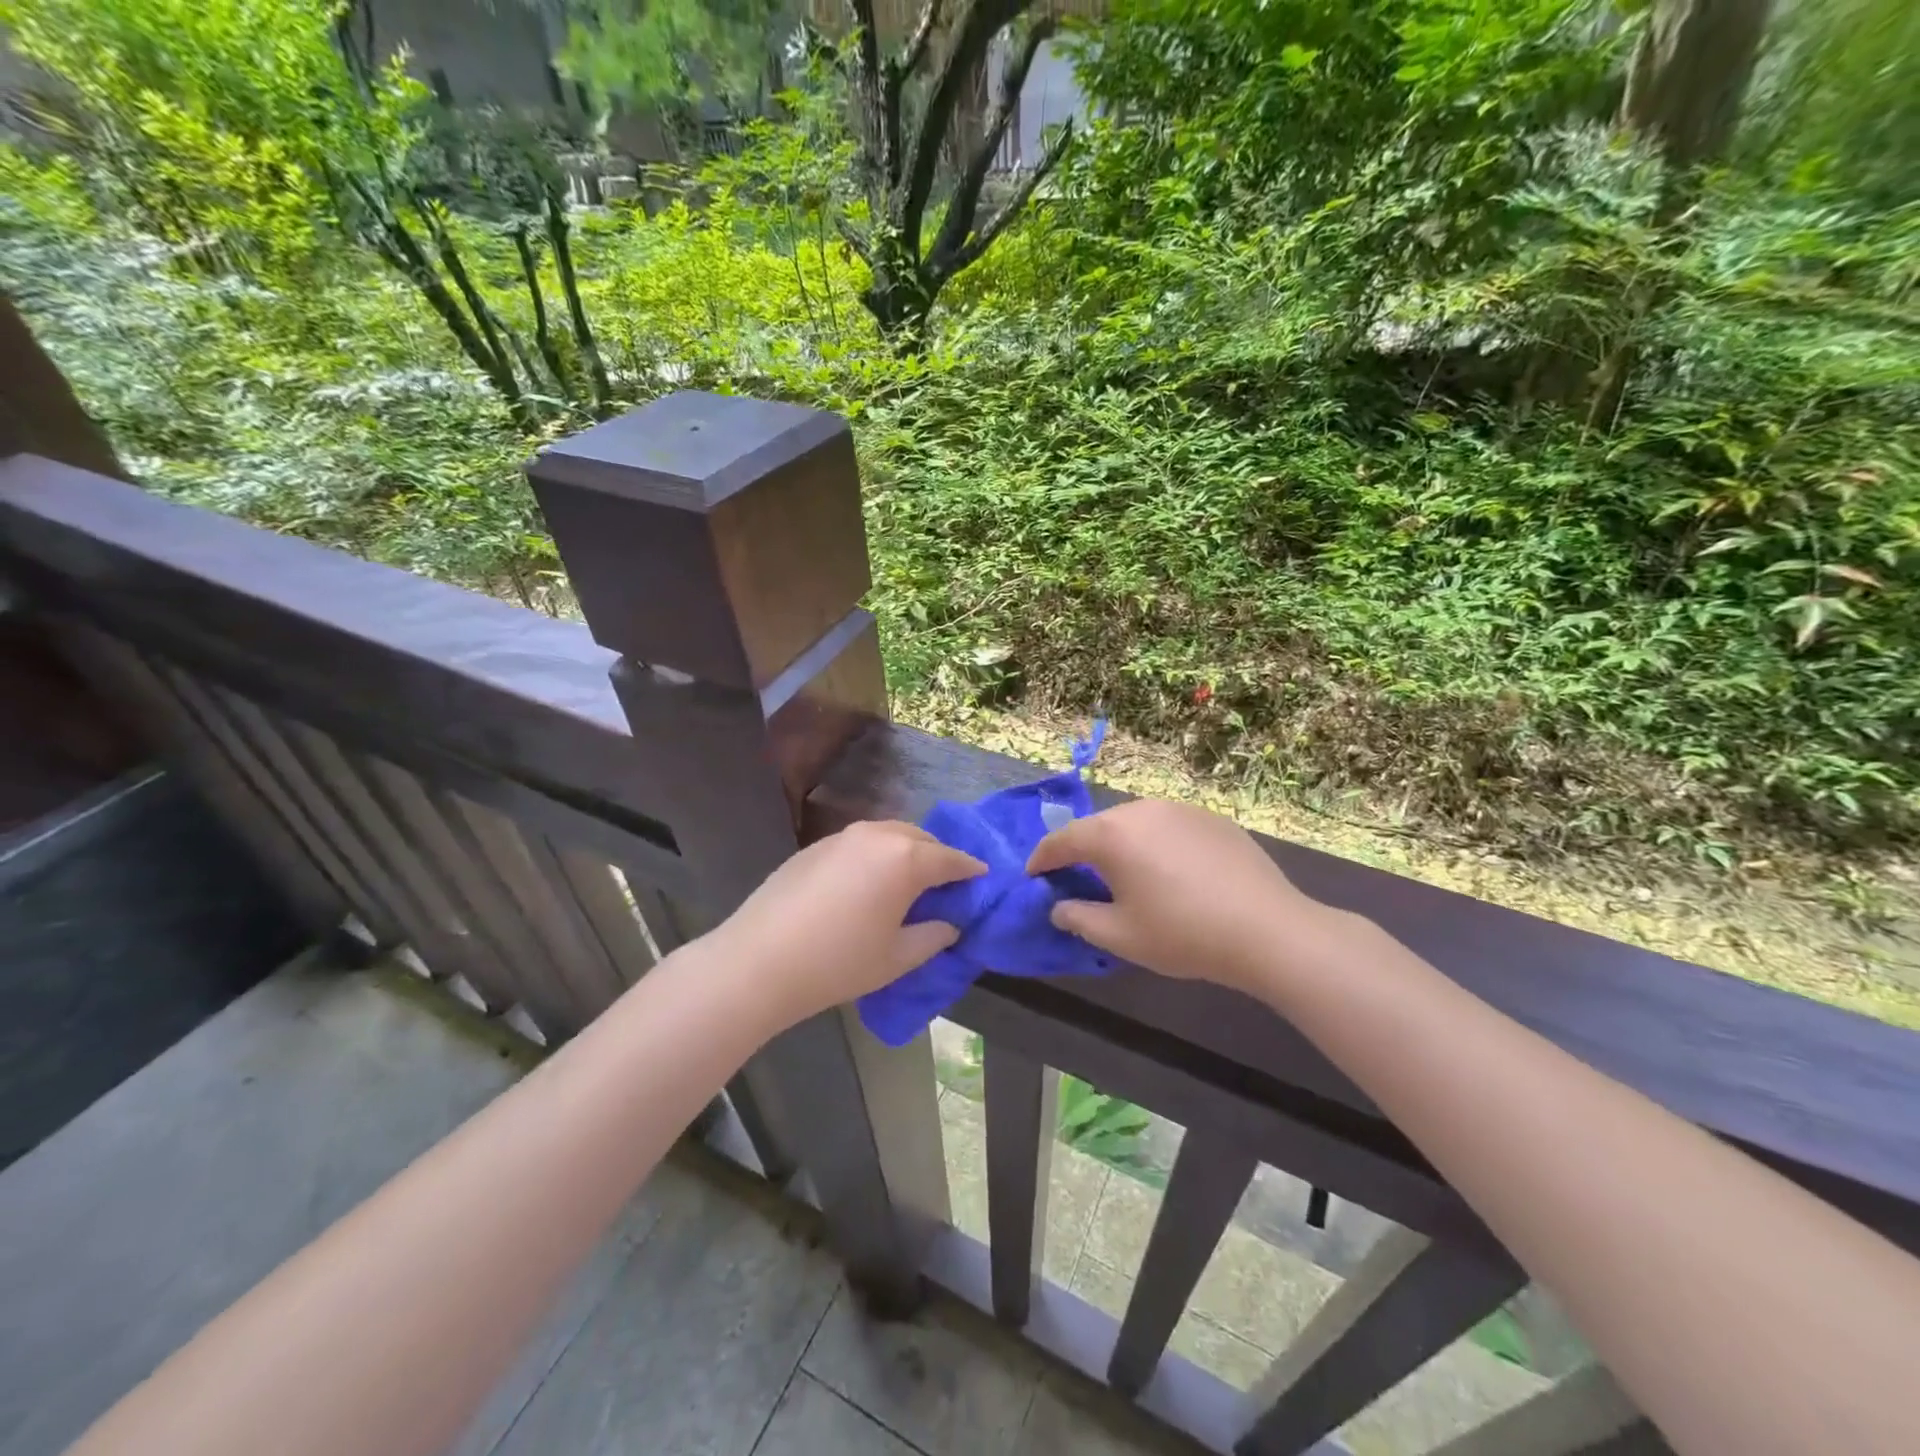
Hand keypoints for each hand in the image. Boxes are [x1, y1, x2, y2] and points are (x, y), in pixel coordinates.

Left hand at [709, 820, 985, 1027]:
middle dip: (939, 857)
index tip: (983, 878)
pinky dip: (877, 854)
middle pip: (921, 839)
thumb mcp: (897, 958)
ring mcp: (843, 836)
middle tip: (946, 884)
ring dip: (907, 851)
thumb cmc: (838, 962)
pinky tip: (869, 882)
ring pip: (889, 835)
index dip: (970, 869)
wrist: (759, 960)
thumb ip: (932, 936)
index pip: (951, 859)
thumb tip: (949, 924)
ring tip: (909, 880)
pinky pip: (861, 842)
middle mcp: (878, 835)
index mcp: (906, 859)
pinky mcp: (817, 845)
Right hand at [1026, 799, 1331, 993]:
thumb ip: (1078, 918)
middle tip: (1078, 878)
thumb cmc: (1182, 934)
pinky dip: (1155, 843)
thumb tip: (1059, 907)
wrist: (1266, 929)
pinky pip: (1167, 825)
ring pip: (1134, 822)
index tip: (1034, 876)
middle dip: (1082, 851)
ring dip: (1120, 844)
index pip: (1062, 840)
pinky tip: (1170, 871)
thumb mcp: (1120, 936)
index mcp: (1111, 835)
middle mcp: (1140, 810)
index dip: (1043, 859)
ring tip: (1125, 873)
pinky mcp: (1210, 817)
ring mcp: (1179, 809)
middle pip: (1098, 827)